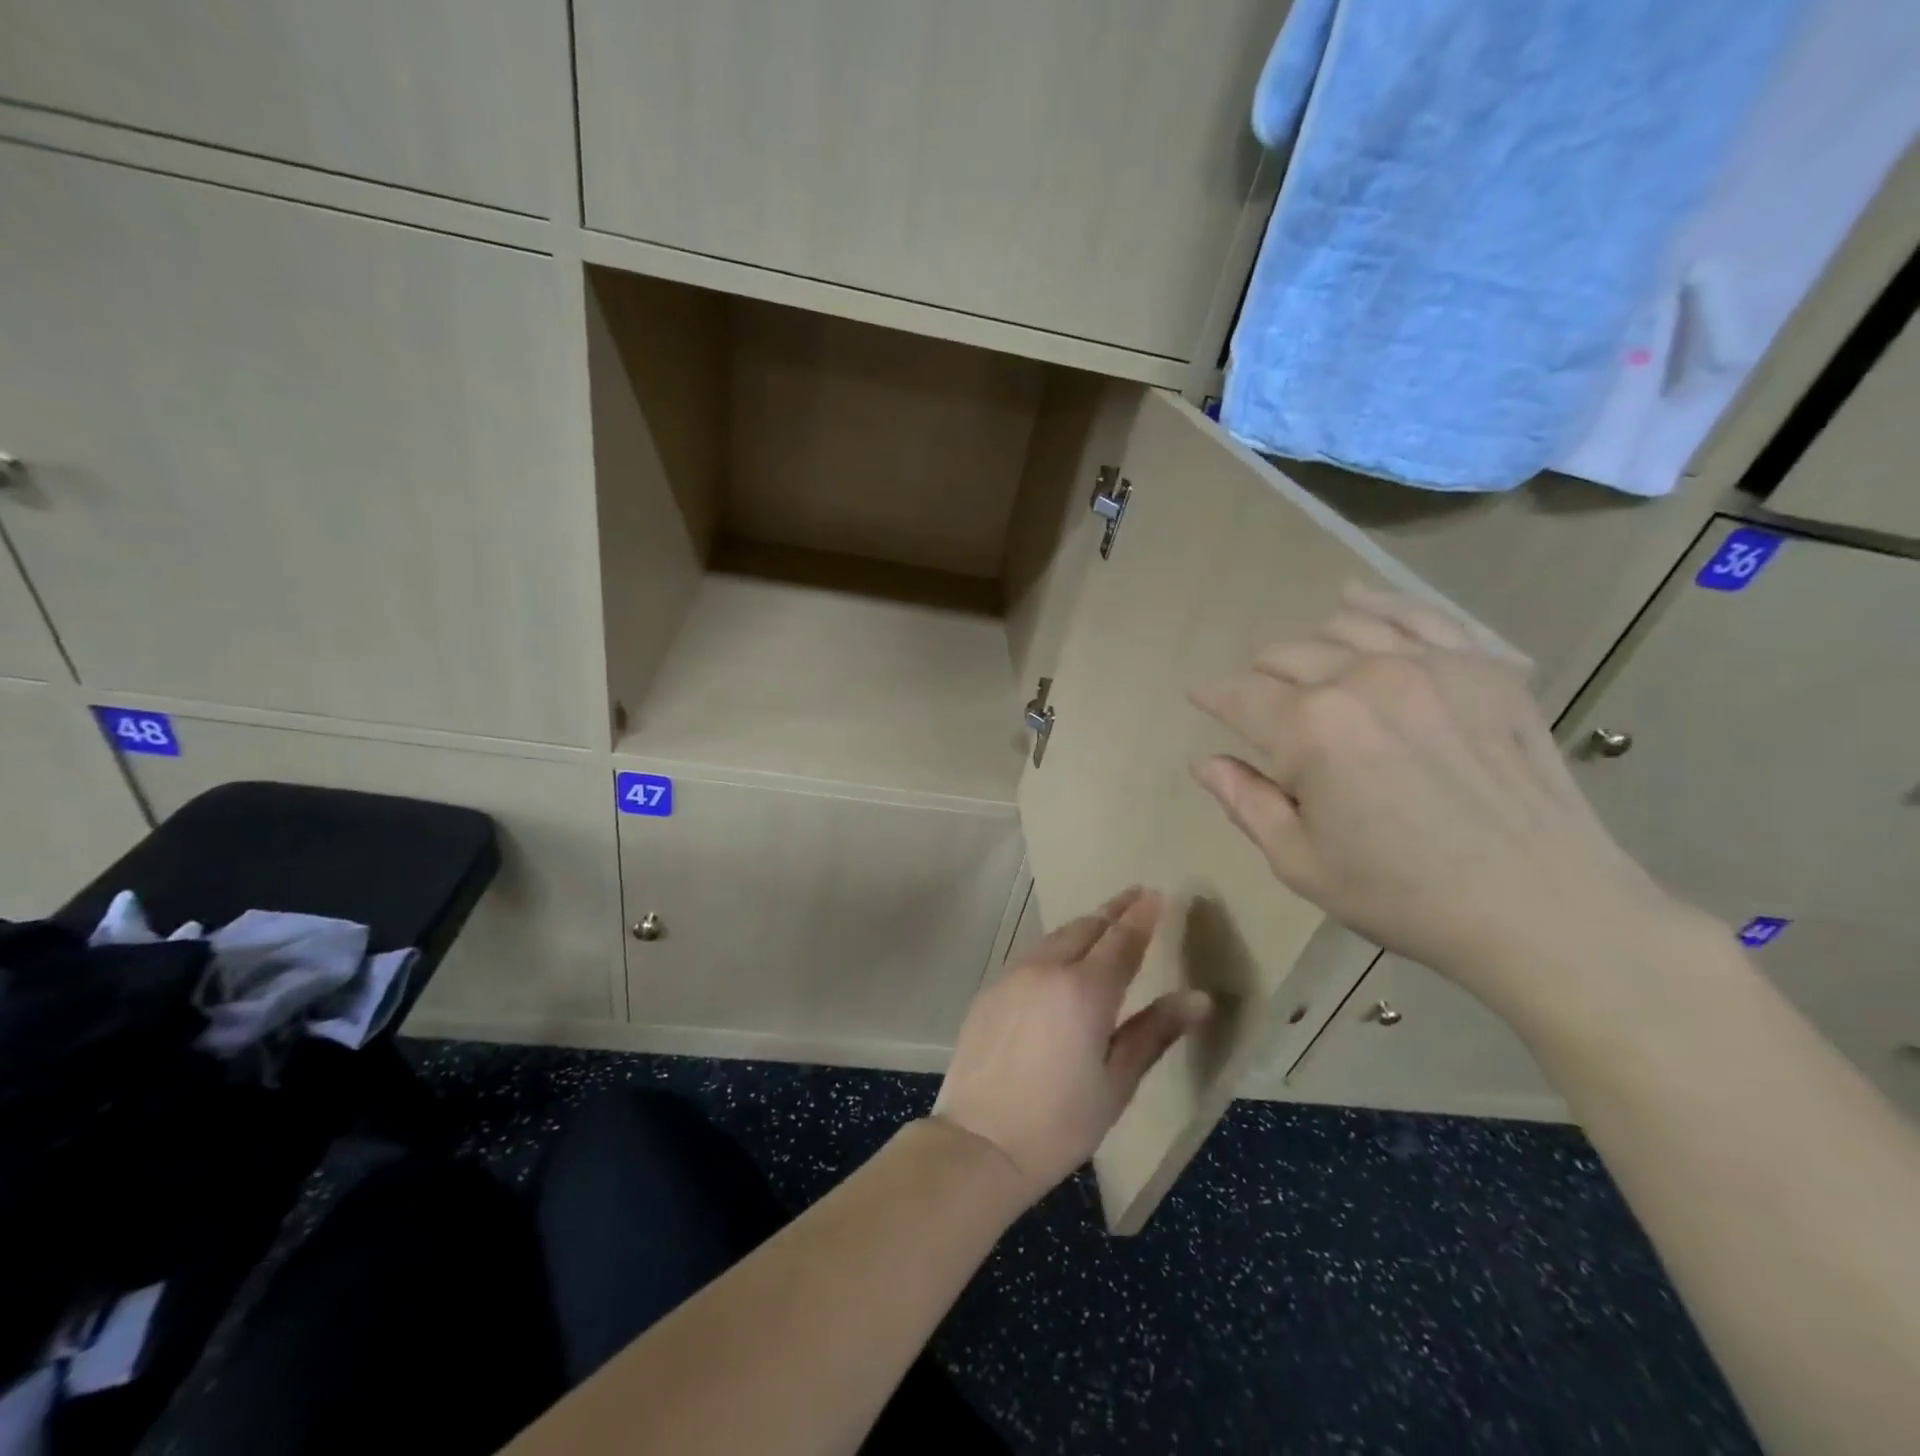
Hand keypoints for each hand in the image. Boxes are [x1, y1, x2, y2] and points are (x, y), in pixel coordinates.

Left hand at [932, 887, 1210, 1204]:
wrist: (980, 1141)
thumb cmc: (1060, 1122)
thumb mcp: (1117, 1082)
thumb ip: (1155, 1031)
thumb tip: (1200, 998)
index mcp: (1085, 989)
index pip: (1121, 939)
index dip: (1141, 915)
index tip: (1156, 894)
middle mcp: (1047, 969)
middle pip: (1085, 928)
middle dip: (1112, 911)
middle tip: (1134, 898)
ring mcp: (1013, 975)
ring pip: (1054, 937)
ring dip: (1082, 927)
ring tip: (1102, 923)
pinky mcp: (990, 989)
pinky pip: (1031, 955)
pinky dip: (1054, 947)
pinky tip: (1060, 959)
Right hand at [1189, 586, 1677, 1006]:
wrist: (1543, 909)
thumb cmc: (1403, 896)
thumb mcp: (1300, 863)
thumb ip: (1245, 802)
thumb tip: (1205, 762)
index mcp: (1310, 730)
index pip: (1239, 694)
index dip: (1212, 697)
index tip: (1201, 700)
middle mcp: (1361, 678)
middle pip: (1285, 654)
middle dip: (1258, 676)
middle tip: (1257, 704)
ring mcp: (1428, 664)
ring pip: (1341, 626)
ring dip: (1308, 645)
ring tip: (1303, 668)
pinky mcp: (1481, 666)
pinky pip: (1417, 614)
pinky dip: (1377, 606)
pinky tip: (1355, 602)